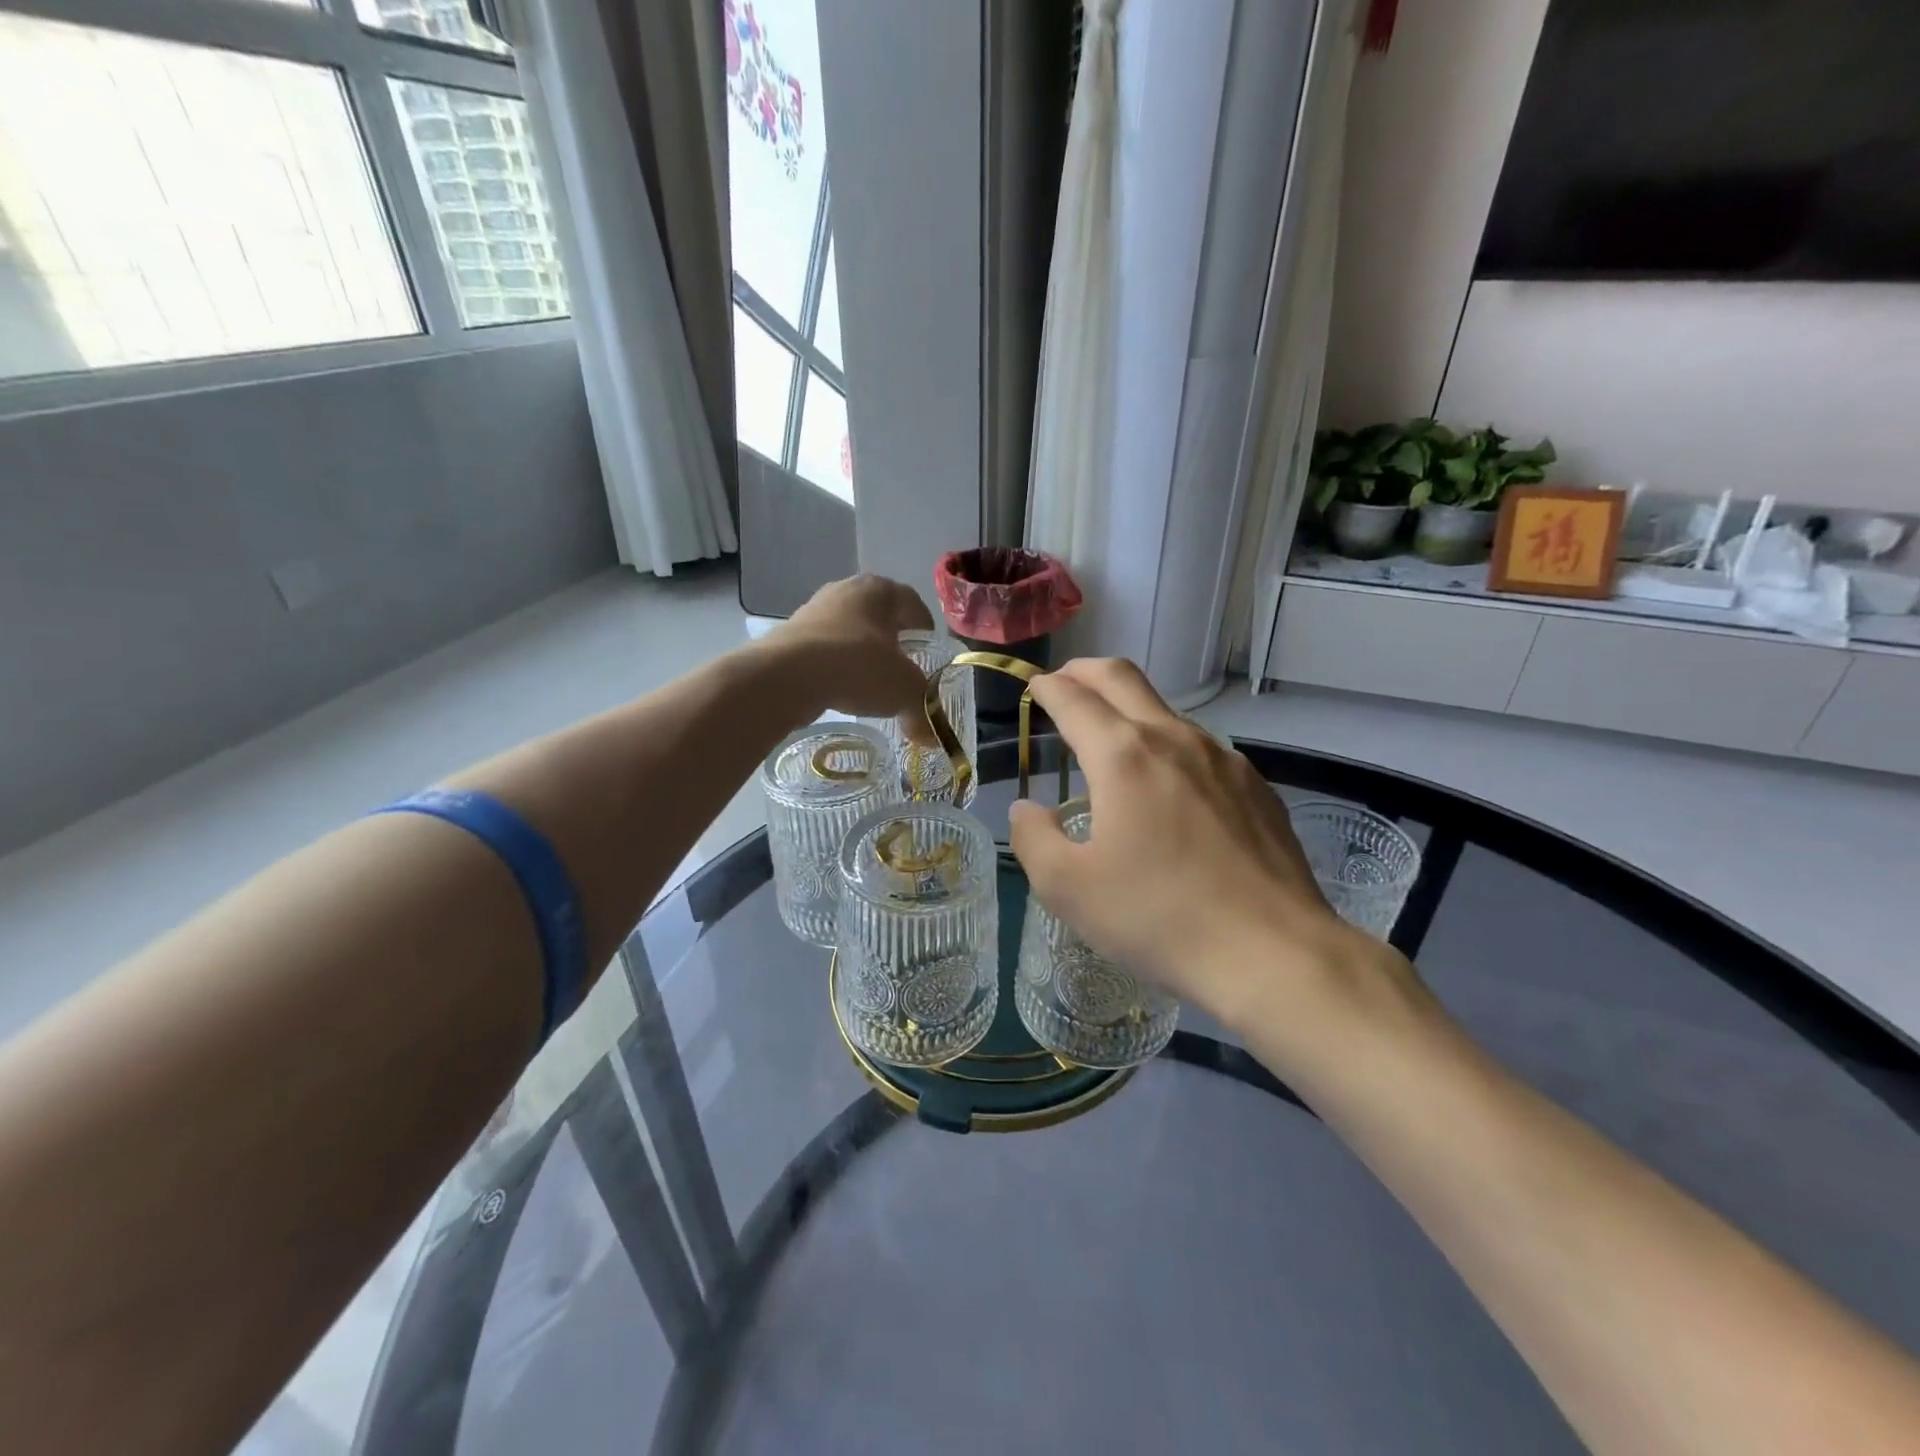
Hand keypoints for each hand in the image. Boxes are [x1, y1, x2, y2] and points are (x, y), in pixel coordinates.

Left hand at [766, 574, 935, 724]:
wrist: (787, 675)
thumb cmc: (858, 666)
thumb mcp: (904, 691)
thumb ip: (922, 709)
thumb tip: (930, 736)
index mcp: (880, 590)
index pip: (912, 603)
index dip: (925, 629)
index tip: (930, 651)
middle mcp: (846, 590)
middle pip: (878, 615)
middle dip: (892, 641)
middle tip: (903, 668)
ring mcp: (814, 610)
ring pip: (849, 632)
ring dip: (861, 653)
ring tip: (871, 683)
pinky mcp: (789, 635)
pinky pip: (824, 650)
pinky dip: (835, 666)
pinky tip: (840, 690)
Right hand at [1007, 659, 1409, 1038]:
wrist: (1274, 953)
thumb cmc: (1158, 918)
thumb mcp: (1068, 889)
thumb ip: (1034, 839)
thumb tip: (1026, 809)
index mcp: (1122, 756)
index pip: (1073, 699)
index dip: (1047, 687)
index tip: (1034, 686)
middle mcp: (1173, 739)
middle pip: (1122, 678)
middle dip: (1085, 671)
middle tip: (1064, 682)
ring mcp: (1222, 759)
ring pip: (1165, 711)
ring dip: (1129, 709)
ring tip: (1112, 742)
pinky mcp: (1255, 786)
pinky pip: (1200, 748)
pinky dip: (1168, 746)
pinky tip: (1169, 788)